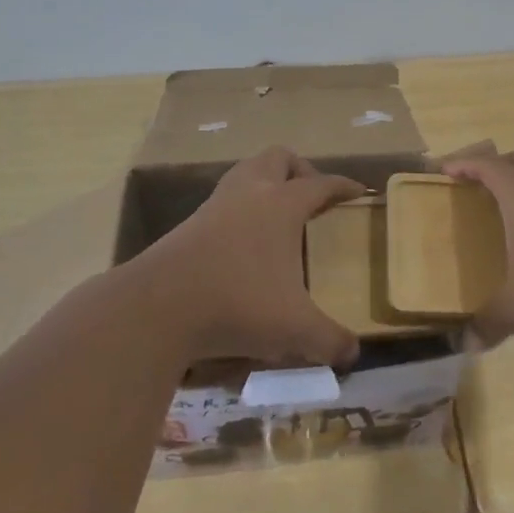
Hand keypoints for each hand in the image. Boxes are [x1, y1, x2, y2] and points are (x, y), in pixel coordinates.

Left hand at [134, 147, 365, 366]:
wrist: (156, 309)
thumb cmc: (237, 304)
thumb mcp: (293, 329)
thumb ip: (329, 340)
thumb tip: (352, 354)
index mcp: (282, 205)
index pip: (321, 183)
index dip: (342, 186)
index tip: (358, 191)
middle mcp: (250, 194)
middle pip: (278, 158)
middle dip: (299, 170)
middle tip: (310, 198)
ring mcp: (214, 206)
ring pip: (245, 173)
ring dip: (265, 184)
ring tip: (278, 217)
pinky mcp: (187, 226)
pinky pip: (222, 202)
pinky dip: (239, 211)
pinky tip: (243, 245)